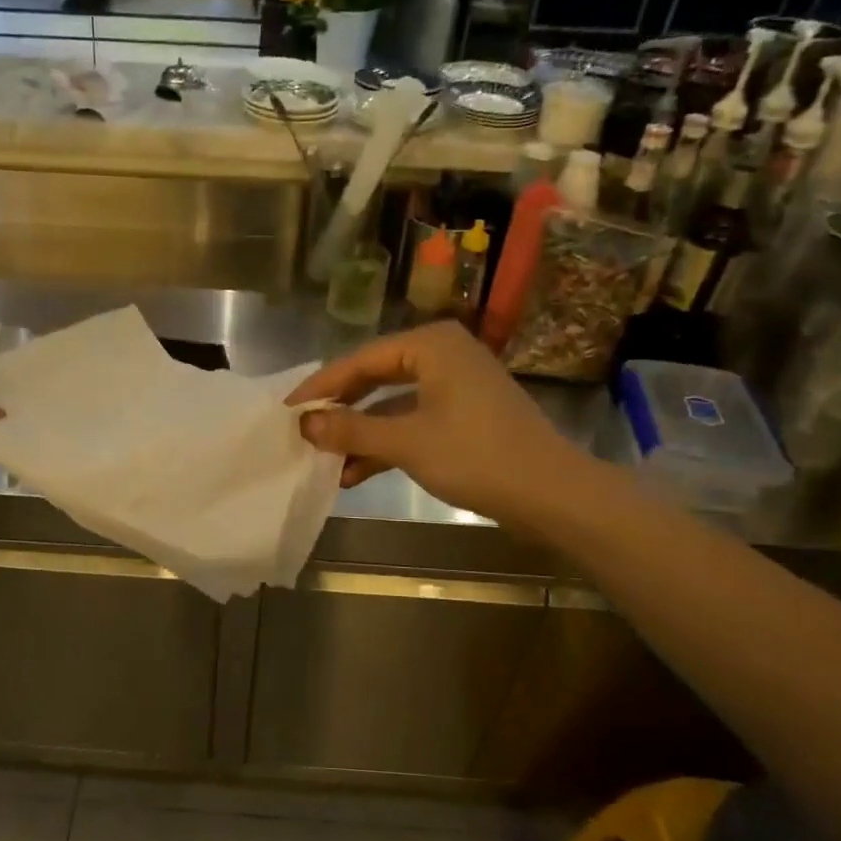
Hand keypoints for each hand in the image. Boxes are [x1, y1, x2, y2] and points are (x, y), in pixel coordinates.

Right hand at [286, 322, 590, 526]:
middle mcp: (442, 355)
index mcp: (430, 345)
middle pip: (375, 378)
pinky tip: (356, 473)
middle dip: (340, 411)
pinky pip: (412, 421)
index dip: (321, 387)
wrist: (553, 495)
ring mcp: (455, 386)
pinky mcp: (464, 415)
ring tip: (325, 461)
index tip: (287, 410)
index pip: (360, 360)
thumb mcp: (406, 442)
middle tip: (303, 432)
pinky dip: (387, 444)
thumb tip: (304, 423)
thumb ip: (350, 430)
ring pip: (392, 404)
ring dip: (361, 434)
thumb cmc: (477, 456)